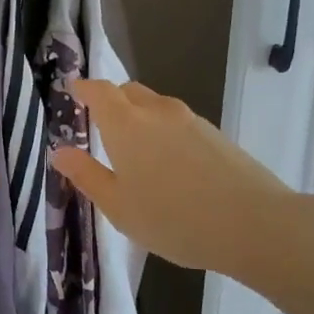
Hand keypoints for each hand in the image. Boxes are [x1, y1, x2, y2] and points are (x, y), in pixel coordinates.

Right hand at [50, 78, 298, 280]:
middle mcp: (157, 112)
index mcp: (126, 124)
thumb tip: (59, 151)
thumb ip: (87, 175)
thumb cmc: (173, 219)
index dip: (83, 89)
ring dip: (140, 117)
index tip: (72, 92)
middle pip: (128, 92)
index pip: (99, 91)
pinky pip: (178, 122)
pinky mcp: (216, 134)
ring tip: (136, 150)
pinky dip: (165, 131)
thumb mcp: (119, 207)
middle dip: (111, 101)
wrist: (254, 224)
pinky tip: (170, 164)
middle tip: (100, 125)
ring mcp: (191, 120)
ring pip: (156, 106)